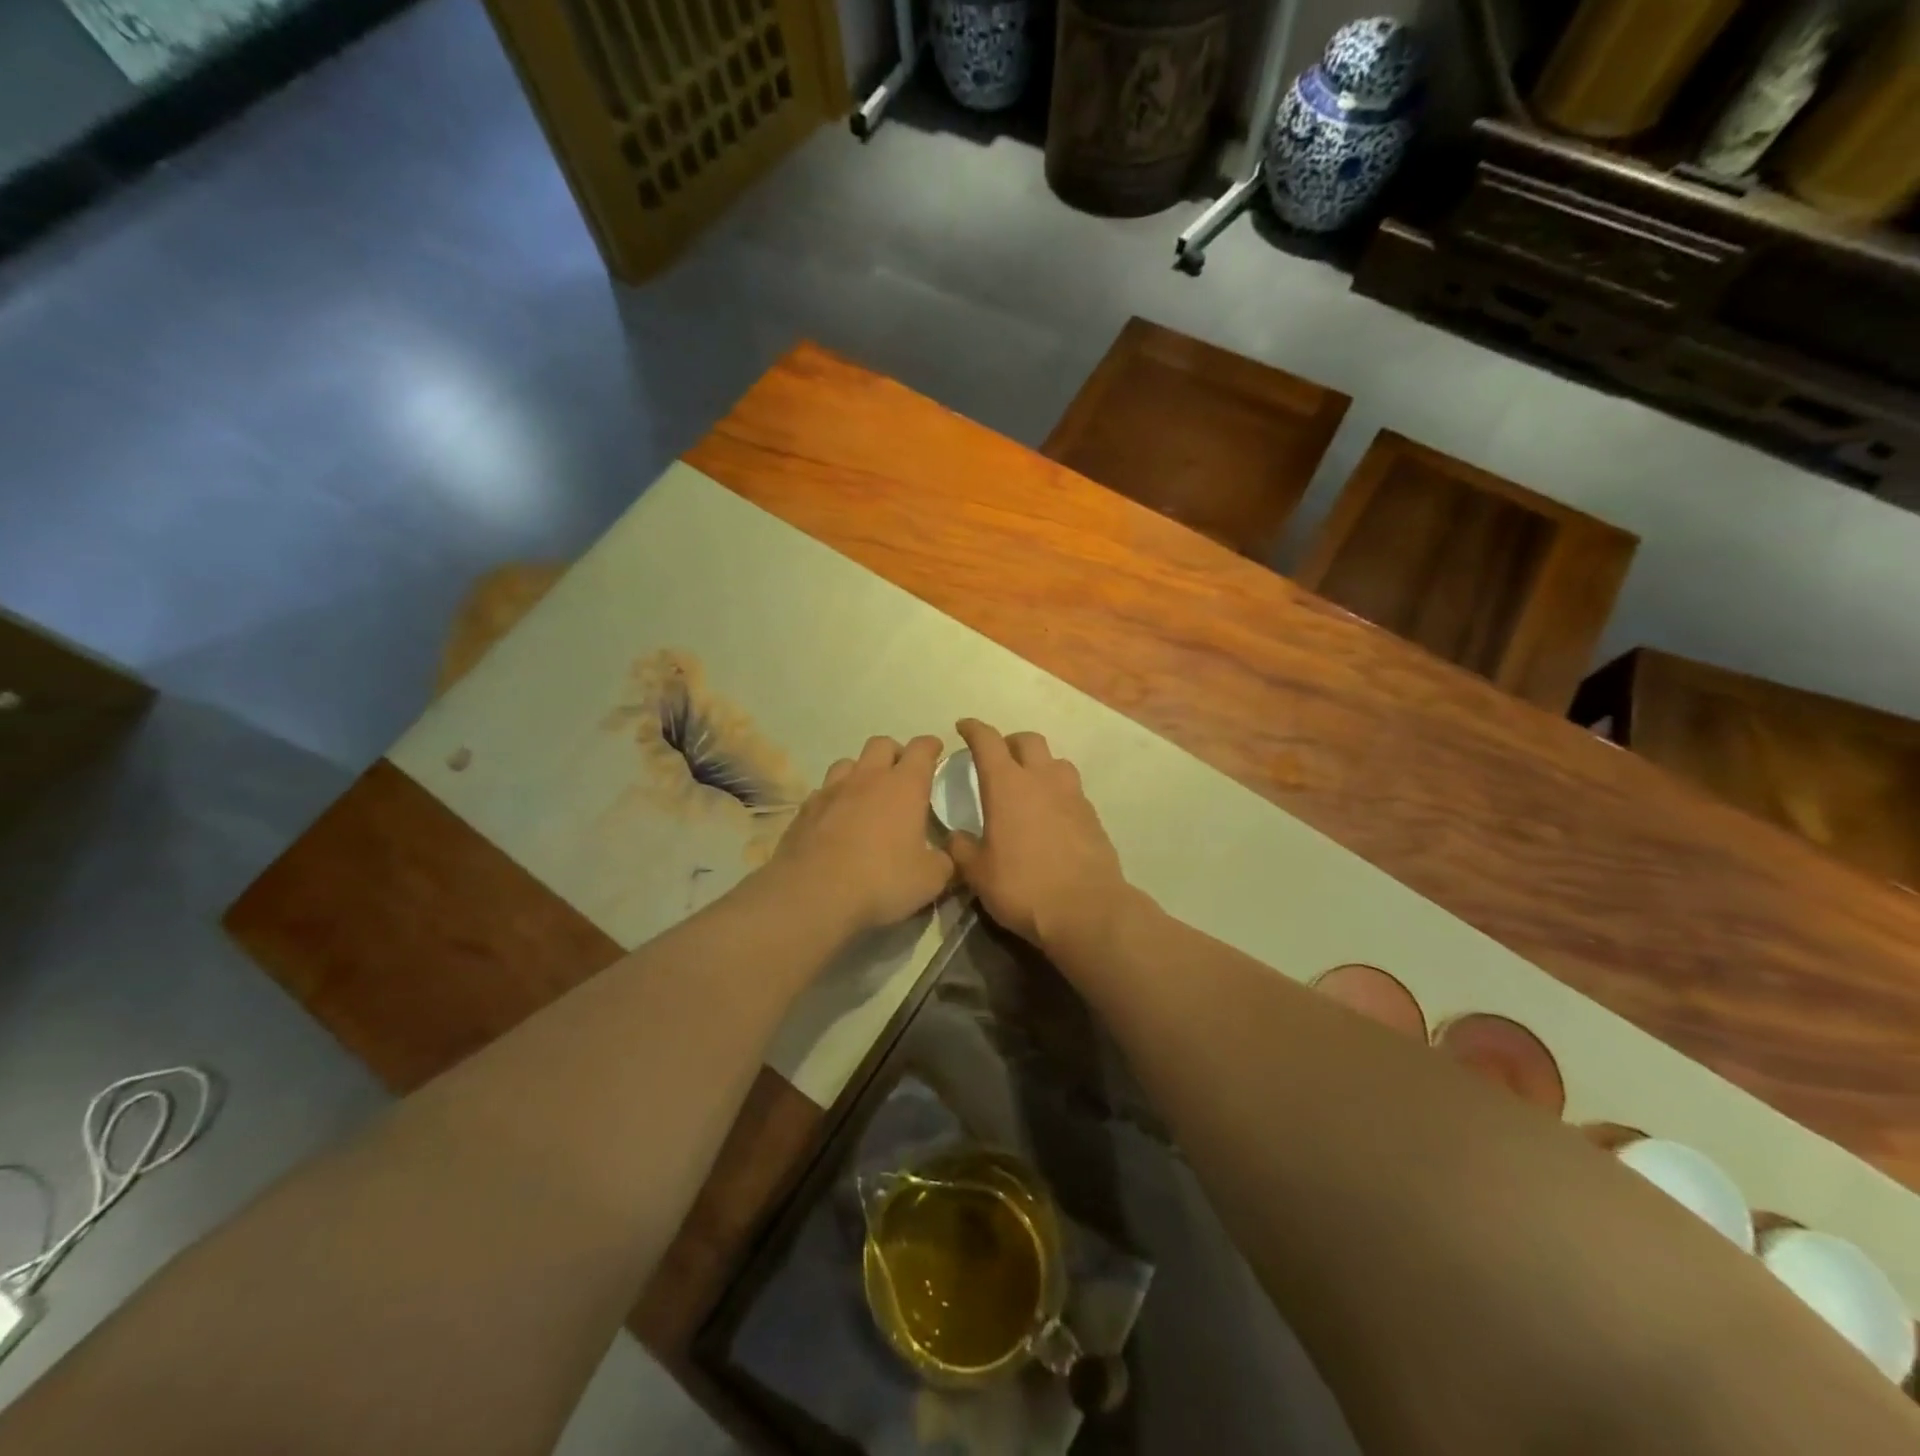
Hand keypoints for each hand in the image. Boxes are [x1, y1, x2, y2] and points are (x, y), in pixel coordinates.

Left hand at [769, 735, 954, 932]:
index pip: (922, 749)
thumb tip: (945, 856)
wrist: (813, 894)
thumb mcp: (930, 880)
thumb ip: (944, 862)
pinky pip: (824, 791)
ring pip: (848, 763)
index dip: (931, 746)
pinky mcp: (805, 809)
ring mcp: (832, 790)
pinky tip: (837, 819)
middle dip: (895, 753)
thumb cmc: (881, 880)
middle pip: (881, 745)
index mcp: (904, 786)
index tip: (936, 750)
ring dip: (861, 772)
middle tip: (902, 775)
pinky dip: (835, 798)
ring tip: (866, 794)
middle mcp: (868, 778)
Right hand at [947, 720, 1130, 957]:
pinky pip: (1072, 790)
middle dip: (1009, 742)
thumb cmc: (1023, 887)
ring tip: (1028, 784)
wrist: (1087, 910)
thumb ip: (962, 848)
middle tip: (997, 757)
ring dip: (1039, 764)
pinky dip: (1057, 791)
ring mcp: (1072, 795)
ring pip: (1055, 761)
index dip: (973, 729)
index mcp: (1007, 785)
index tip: (963, 727)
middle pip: (1028, 740)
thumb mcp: (977, 873)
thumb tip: (957, 836)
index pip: (987, 741)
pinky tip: (1051, 814)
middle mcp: (1042, 779)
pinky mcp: (1092, 816)